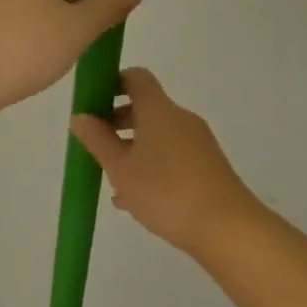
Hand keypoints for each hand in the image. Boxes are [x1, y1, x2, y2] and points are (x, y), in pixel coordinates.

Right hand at [69, 68, 262, 254]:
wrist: (227, 228)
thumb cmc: (165, 191)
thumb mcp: (120, 168)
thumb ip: (97, 140)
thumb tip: (80, 116)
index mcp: (159, 110)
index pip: (136, 78)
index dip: (112, 82)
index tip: (92, 102)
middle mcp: (180, 119)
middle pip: (145, 108)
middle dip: (117, 122)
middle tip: (94, 145)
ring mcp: (197, 143)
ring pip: (157, 136)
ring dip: (131, 149)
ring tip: (111, 179)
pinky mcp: (207, 166)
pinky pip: (171, 156)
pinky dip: (150, 166)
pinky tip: (134, 198)